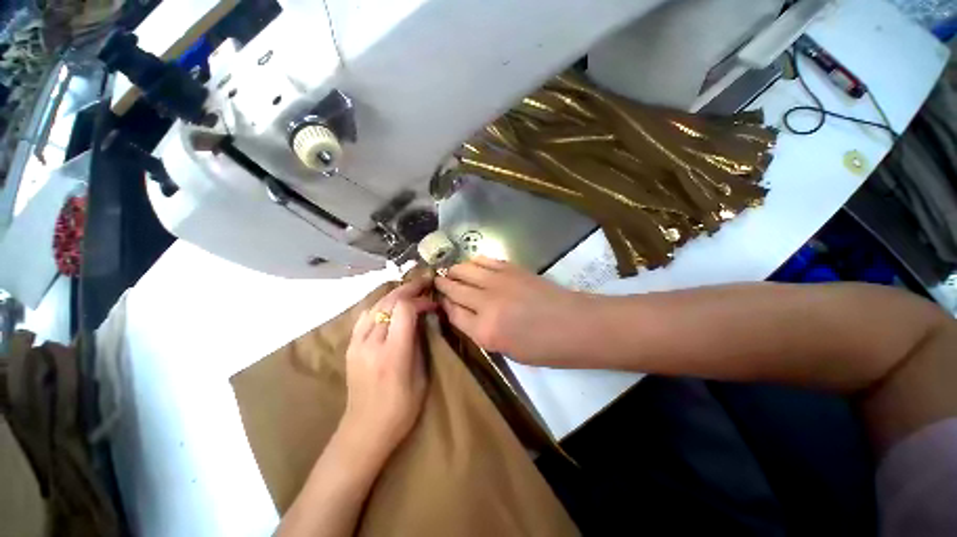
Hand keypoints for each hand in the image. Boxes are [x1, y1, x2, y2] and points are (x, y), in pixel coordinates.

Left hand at [339, 279, 434, 459]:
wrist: (364, 431)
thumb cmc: (401, 409)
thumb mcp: (421, 377)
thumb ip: (420, 344)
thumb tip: (424, 319)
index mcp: (393, 354)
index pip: (404, 310)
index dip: (420, 300)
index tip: (433, 304)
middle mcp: (371, 344)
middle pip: (388, 302)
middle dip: (409, 289)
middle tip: (425, 283)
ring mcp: (356, 344)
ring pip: (376, 305)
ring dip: (395, 295)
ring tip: (410, 291)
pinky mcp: (350, 346)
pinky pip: (365, 316)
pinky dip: (380, 305)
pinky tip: (390, 307)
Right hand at [435, 256, 590, 364]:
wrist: (575, 324)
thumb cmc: (544, 348)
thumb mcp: (507, 351)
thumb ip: (481, 332)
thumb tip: (465, 314)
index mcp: (484, 331)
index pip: (453, 313)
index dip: (444, 305)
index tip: (440, 301)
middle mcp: (486, 303)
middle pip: (455, 289)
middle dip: (443, 285)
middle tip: (437, 282)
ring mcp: (499, 281)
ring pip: (465, 270)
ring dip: (455, 271)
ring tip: (451, 272)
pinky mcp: (511, 268)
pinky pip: (485, 261)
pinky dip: (474, 262)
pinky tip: (472, 264)